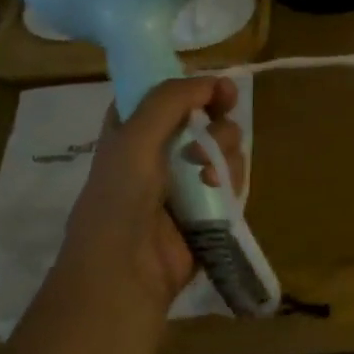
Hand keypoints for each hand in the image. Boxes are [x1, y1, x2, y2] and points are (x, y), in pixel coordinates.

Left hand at [48, 76, 243, 323]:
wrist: (126, 272)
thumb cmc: (120, 199)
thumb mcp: (135, 137)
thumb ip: (170, 100)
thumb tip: (213, 81)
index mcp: (131, 132)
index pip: (164, 96)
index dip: (191, 87)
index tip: (217, 89)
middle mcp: (157, 153)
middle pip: (202, 119)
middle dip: (216, 120)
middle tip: (218, 126)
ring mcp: (184, 183)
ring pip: (222, 149)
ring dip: (224, 151)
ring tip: (211, 172)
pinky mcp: (208, 210)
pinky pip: (231, 182)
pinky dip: (232, 180)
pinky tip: (221, 190)